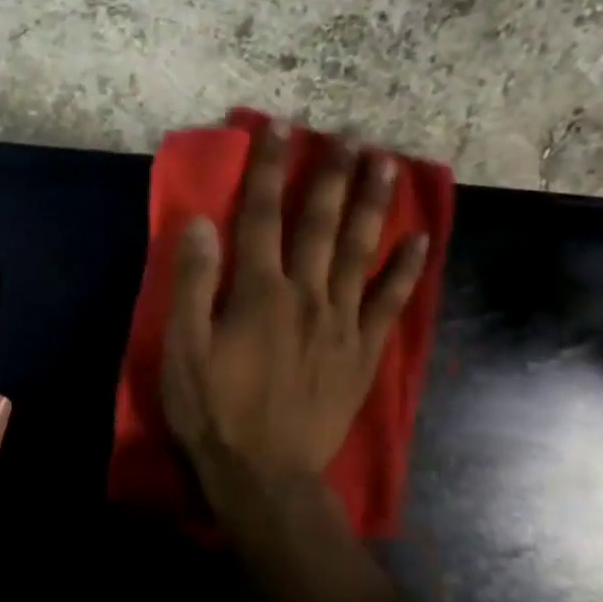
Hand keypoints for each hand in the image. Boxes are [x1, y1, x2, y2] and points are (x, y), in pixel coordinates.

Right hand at [161, 120, 428, 525]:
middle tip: (346, 134)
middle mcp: (306, 295)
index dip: (267, 168)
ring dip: (371, 204)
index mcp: (258, 291)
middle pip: (320, 223)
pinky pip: (390, 302)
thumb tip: (200, 222)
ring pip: (361, 251)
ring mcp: (342, 323)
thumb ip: (192, 283)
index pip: (260, 215)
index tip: (278, 127)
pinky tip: (419, 240)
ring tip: (385, 163)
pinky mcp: (363, 353)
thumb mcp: (182, 349)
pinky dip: (406, 269)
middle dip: (330, 175)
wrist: (265, 474)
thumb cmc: (213, 410)